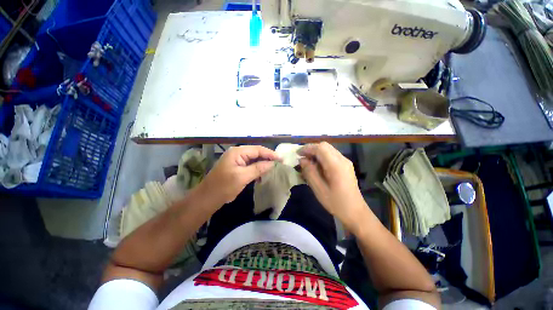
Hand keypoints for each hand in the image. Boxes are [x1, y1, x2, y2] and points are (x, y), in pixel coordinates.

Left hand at [199, 145, 279, 204]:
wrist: (208, 198)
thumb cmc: (224, 186)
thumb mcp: (242, 177)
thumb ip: (258, 168)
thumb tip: (272, 163)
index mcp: (237, 152)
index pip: (258, 149)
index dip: (270, 154)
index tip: (281, 159)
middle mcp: (237, 153)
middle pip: (256, 153)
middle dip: (267, 158)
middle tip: (279, 163)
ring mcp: (237, 160)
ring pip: (254, 159)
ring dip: (263, 163)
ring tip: (273, 168)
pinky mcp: (237, 167)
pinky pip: (250, 165)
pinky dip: (257, 168)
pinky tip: (263, 173)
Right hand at [299, 142, 368, 230]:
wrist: (355, 212)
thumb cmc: (336, 203)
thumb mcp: (319, 189)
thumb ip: (310, 172)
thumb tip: (302, 160)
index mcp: (336, 165)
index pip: (320, 148)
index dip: (307, 148)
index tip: (297, 154)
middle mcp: (342, 159)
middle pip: (325, 146)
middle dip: (311, 149)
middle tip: (302, 157)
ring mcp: (345, 162)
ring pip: (328, 149)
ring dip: (316, 152)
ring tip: (308, 161)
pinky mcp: (346, 165)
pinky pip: (332, 155)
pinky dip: (322, 156)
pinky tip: (317, 166)